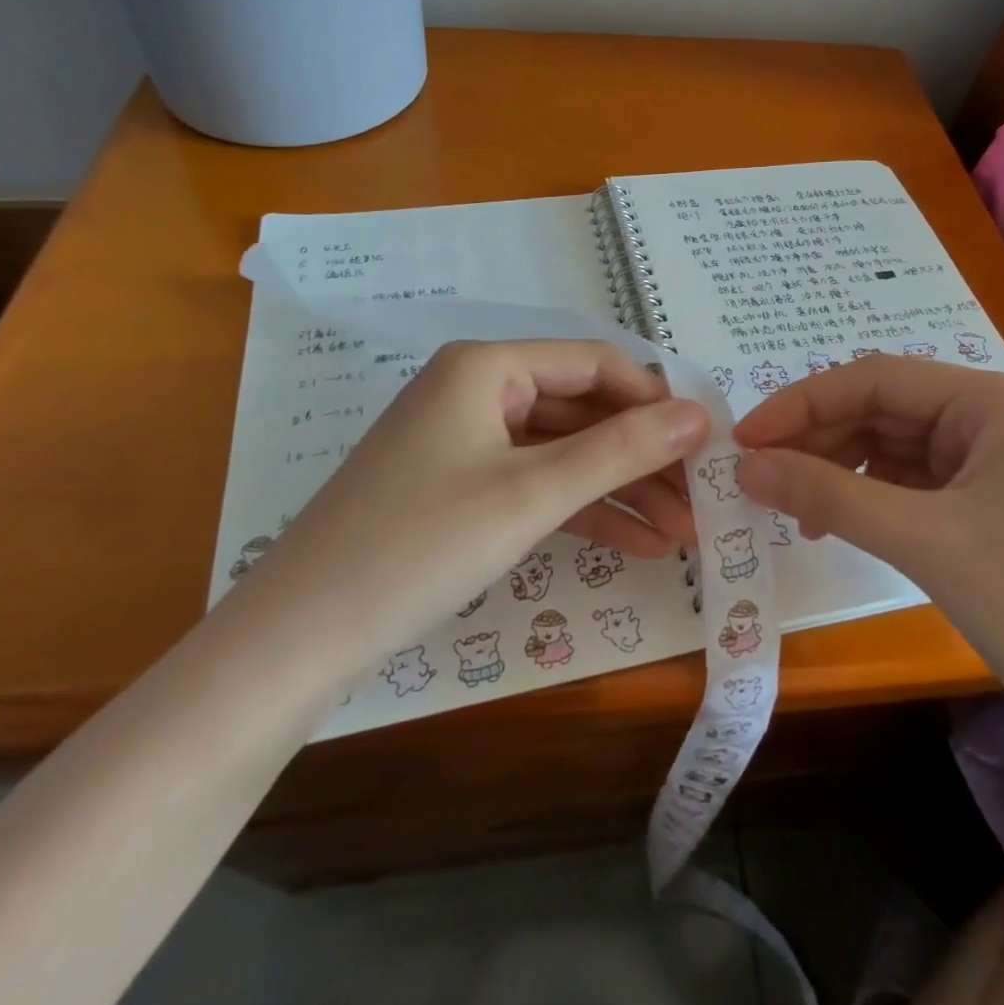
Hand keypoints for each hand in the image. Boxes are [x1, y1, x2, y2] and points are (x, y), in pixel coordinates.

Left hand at [233, 339, 709, 682]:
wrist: (297, 641)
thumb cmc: (419, 545)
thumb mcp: (531, 494)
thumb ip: (621, 449)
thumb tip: (700, 415)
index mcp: (488, 366)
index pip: (596, 363)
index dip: (655, 400)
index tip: (706, 444)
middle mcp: (478, 391)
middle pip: (583, 410)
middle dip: (643, 456)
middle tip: (700, 501)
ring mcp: (468, 442)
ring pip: (565, 453)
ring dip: (622, 488)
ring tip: (682, 533)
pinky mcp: (461, 489)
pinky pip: (536, 486)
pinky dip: (583, 511)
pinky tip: (635, 544)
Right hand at [732, 356, 1003, 746]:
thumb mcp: (925, 542)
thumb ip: (829, 494)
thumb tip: (746, 466)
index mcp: (995, 398)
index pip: (877, 378)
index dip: (804, 402)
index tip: (745, 438)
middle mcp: (997, 413)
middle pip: (884, 408)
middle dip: (820, 438)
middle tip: (759, 475)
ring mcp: (998, 456)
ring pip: (895, 443)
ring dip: (840, 468)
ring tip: (794, 507)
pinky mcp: (994, 497)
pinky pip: (915, 478)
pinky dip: (871, 494)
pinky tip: (839, 519)